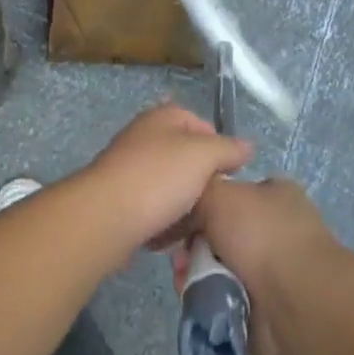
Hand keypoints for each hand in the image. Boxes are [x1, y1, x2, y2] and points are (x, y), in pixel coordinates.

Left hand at [81, 104, 252, 251]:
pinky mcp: (119, 199)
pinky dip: (162, 221)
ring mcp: (128, 168)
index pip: (199, 123)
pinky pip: (151, 208)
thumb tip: (247, 147)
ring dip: (182, 204)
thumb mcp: (203, 156)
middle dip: (200, 179)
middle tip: (213, 201)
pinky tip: (169, 237)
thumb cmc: (158, 177)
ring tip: (193, 224)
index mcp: (162, 117)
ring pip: (168, 185)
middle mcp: (143, 136)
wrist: (106, 217)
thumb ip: (228, 149)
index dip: (218, 146)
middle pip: (184, 156)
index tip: (229, 173)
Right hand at [169, 177, 339, 354]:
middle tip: (179, 252)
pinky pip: (221, 301)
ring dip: (195, 272)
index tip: (180, 215)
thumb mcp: (219, 193)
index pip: (232, 194)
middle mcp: (274, 232)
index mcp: (274, 196)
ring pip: (216, 268)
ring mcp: (270, 274)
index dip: (203, 203)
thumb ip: (198, 192)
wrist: (295, 302)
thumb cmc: (261, 234)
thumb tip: (189, 210)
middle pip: (219, 233)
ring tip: (183, 277)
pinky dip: (205, 300)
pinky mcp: (261, 311)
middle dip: (194, 243)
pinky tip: (193, 297)